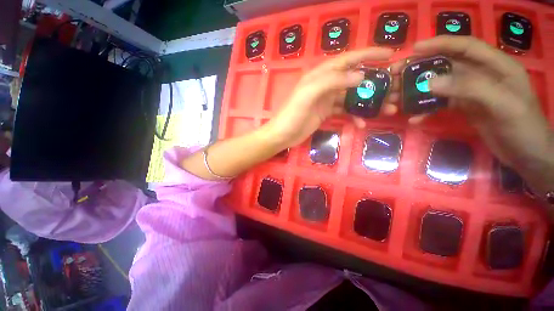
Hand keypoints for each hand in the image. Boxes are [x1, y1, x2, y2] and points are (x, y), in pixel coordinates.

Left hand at [264, 47, 396, 147]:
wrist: (283, 134)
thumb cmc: (292, 114)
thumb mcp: (308, 94)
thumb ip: (331, 81)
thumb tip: (360, 75)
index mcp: (320, 75)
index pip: (348, 59)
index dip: (369, 54)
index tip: (391, 54)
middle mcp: (325, 84)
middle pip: (354, 79)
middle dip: (374, 82)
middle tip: (395, 88)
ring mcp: (326, 100)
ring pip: (352, 97)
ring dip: (368, 102)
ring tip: (388, 109)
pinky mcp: (326, 113)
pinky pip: (344, 111)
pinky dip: (354, 116)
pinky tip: (362, 124)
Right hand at [391, 36, 551, 170]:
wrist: (527, 156)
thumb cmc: (524, 128)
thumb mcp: (503, 105)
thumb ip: (470, 89)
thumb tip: (430, 83)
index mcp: (497, 66)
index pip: (466, 47)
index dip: (440, 44)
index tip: (414, 48)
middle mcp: (481, 75)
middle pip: (446, 67)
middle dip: (421, 69)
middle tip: (397, 76)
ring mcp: (471, 93)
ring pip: (440, 86)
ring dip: (418, 92)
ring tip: (397, 98)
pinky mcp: (464, 108)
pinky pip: (440, 105)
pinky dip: (426, 111)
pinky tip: (414, 119)